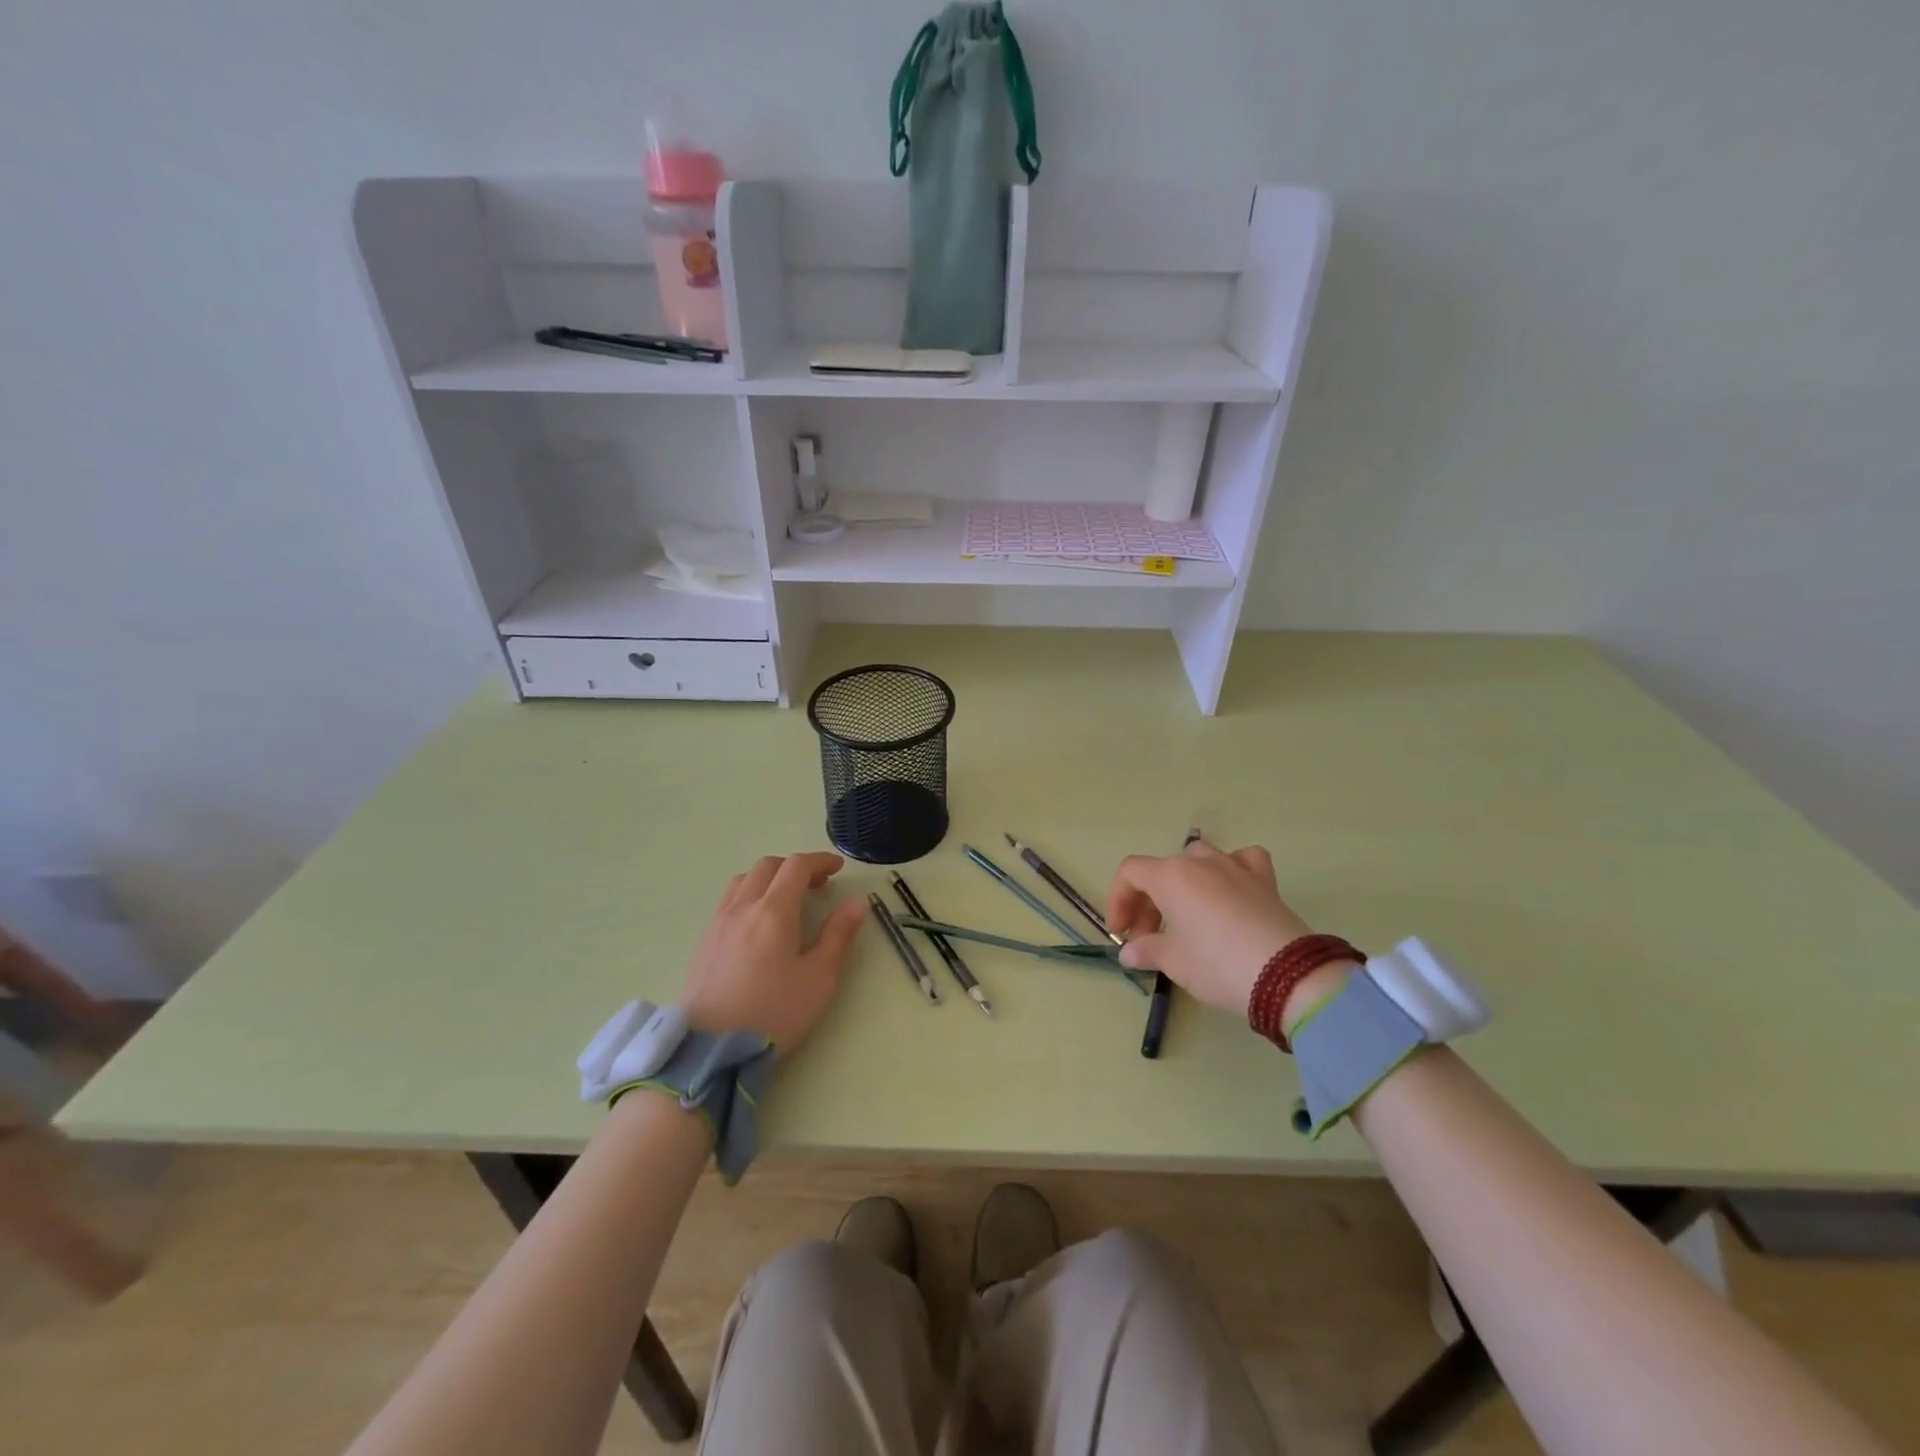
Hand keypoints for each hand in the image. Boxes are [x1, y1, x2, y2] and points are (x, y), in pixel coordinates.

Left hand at [680, 852, 866, 1053]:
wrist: (709, 1049)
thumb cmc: (772, 1013)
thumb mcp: (819, 979)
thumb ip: (839, 936)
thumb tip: (856, 903)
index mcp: (774, 911)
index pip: (797, 866)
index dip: (820, 861)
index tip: (838, 869)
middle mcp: (743, 907)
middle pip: (768, 866)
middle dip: (795, 867)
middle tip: (816, 885)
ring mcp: (718, 923)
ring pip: (743, 880)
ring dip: (768, 878)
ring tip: (784, 898)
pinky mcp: (703, 941)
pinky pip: (727, 900)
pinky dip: (748, 894)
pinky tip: (756, 922)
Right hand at [1106, 841, 1336, 1019]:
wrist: (1288, 977)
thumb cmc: (1218, 964)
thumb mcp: (1175, 963)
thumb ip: (1147, 951)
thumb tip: (1130, 952)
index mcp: (1171, 876)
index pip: (1130, 873)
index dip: (1118, 900)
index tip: (1122, 934)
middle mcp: (1201, 862)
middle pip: (1161, 871)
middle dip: (1148, 903)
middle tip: (1148, 939)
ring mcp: (1235, 867)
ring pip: (1198, 860)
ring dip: (1183, 885)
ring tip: (1185, 917)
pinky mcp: (1264, 881)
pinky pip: (1242, 861)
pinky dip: (1232, 870)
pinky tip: (1231, 889)